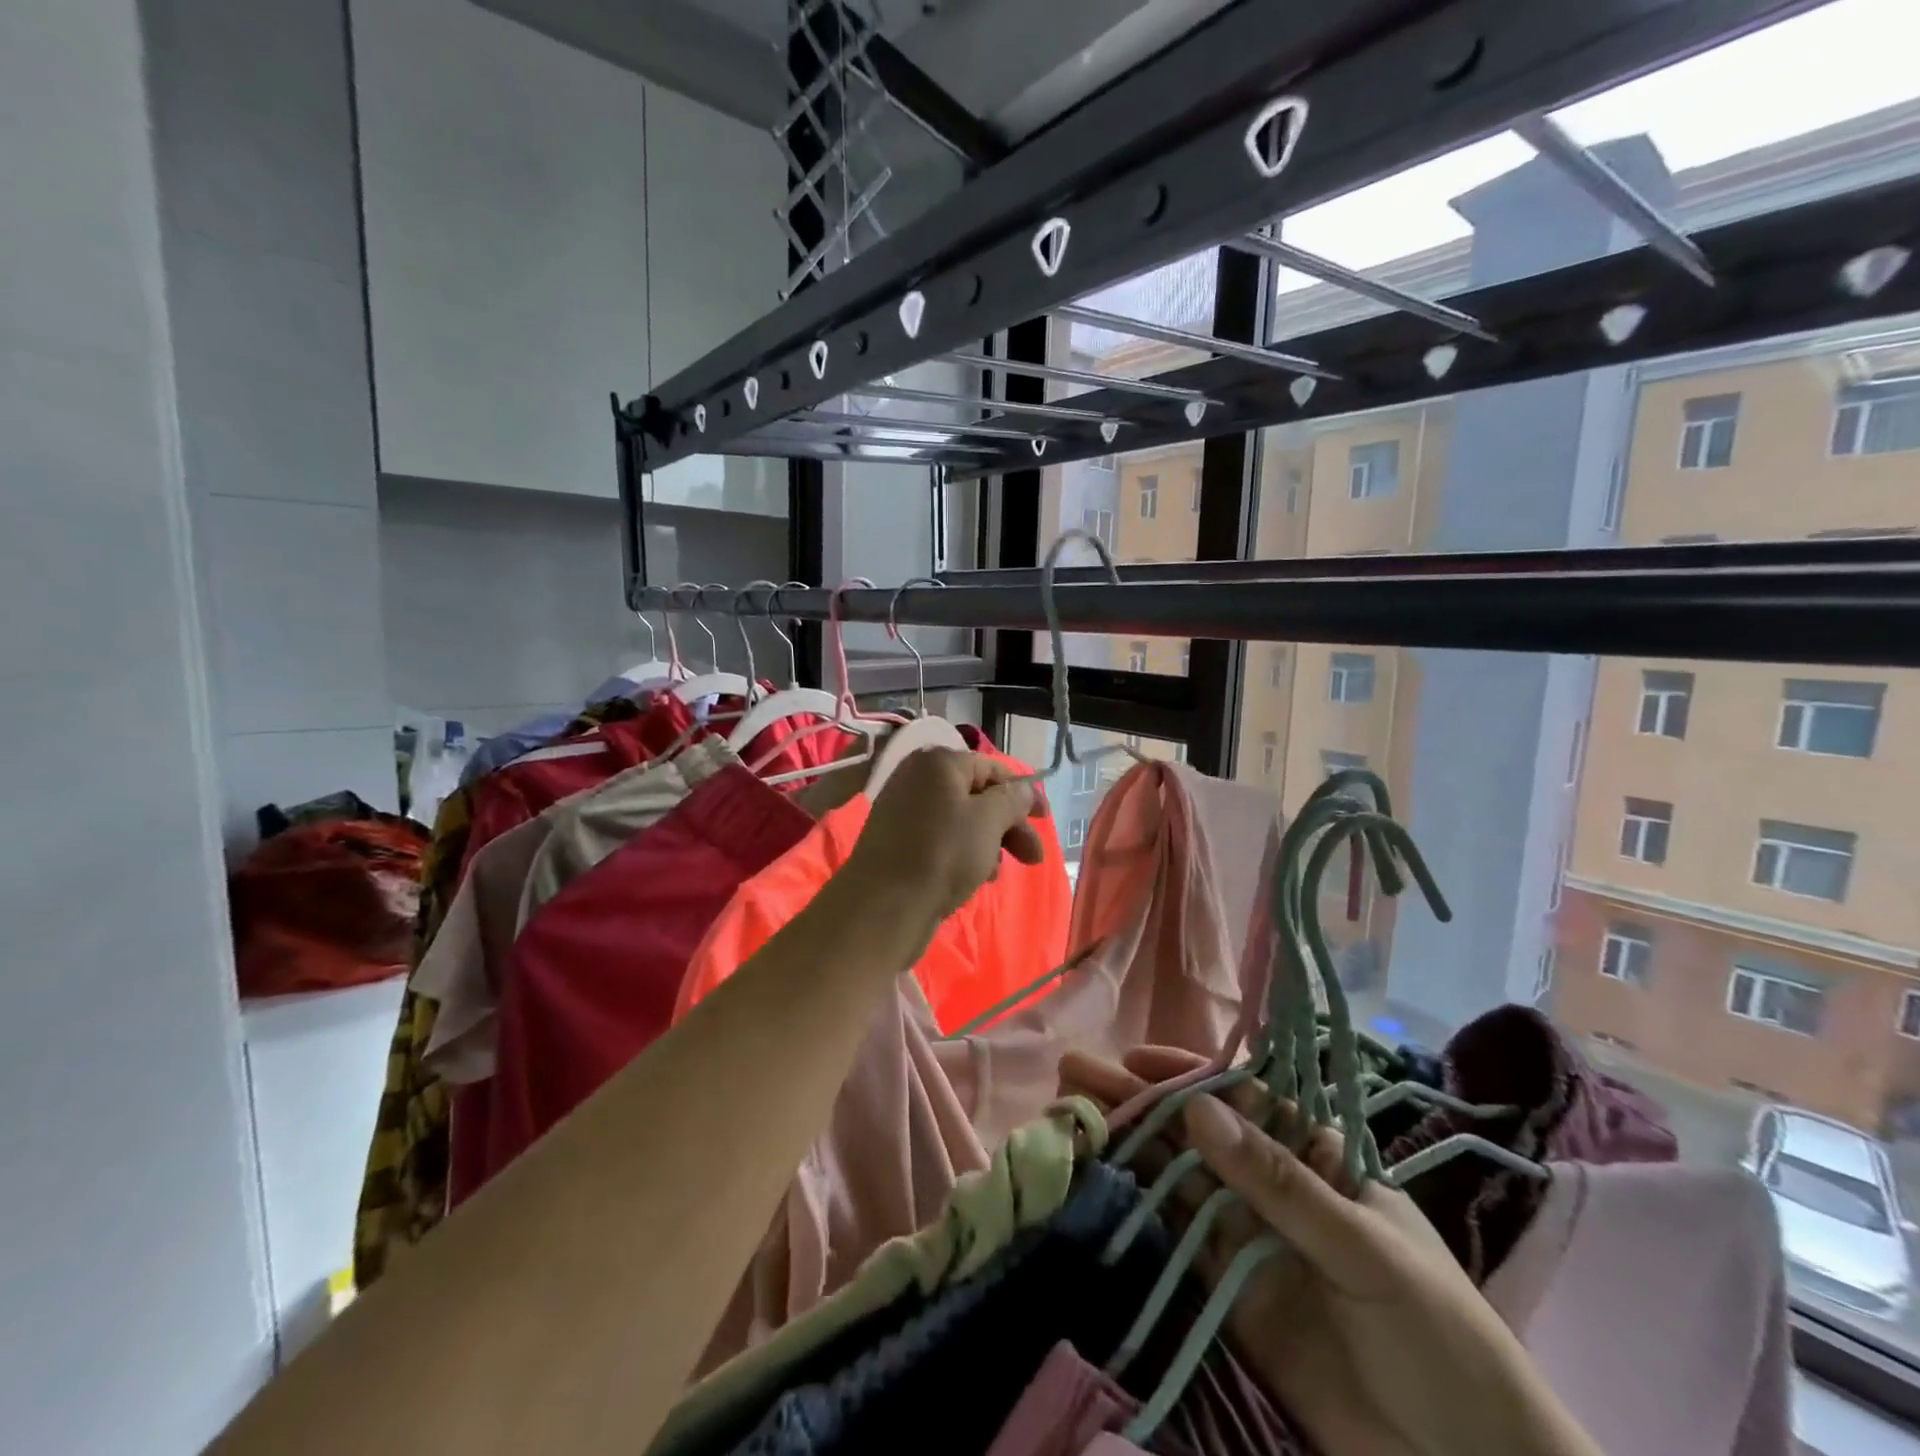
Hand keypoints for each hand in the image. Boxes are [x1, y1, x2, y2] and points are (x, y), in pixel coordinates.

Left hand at [845, 749, 1045, 928]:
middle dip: (1009, 825)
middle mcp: (917, 780)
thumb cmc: (942, 855)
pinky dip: (965, 854)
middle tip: (1034, 857)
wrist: (883, 907)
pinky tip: (977, 879)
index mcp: (937, 763)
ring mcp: (905, 812)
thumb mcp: (988, 821)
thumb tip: (1022, 790)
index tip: (1044, 818)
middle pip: (977, 796)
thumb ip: (1011, 800)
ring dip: (990, 843)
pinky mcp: (899, 844)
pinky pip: (942, 841)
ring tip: (999, 874)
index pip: (990, 768)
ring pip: (962, 821)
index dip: (1021, 792)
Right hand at [1061, 1048, 1600, 1455]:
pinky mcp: (1229, 1294)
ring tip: (1072, 1113)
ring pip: (1178, 1178)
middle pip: (1197, 1133)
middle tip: (1075, 1073)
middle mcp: (1275, 1188)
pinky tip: (1101, 1174)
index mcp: (1318, 1160)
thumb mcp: (1366, 1249)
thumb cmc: (1443, 1339)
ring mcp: (1249, 1240)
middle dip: (1140, 1100)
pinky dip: (1140, 1205)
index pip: (1243, 1099)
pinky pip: (1178, 1238)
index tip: (1134, 1059)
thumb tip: (1198, 1106)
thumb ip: (1279, 1182)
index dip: (1188, 1075)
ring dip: (1129, 1144)